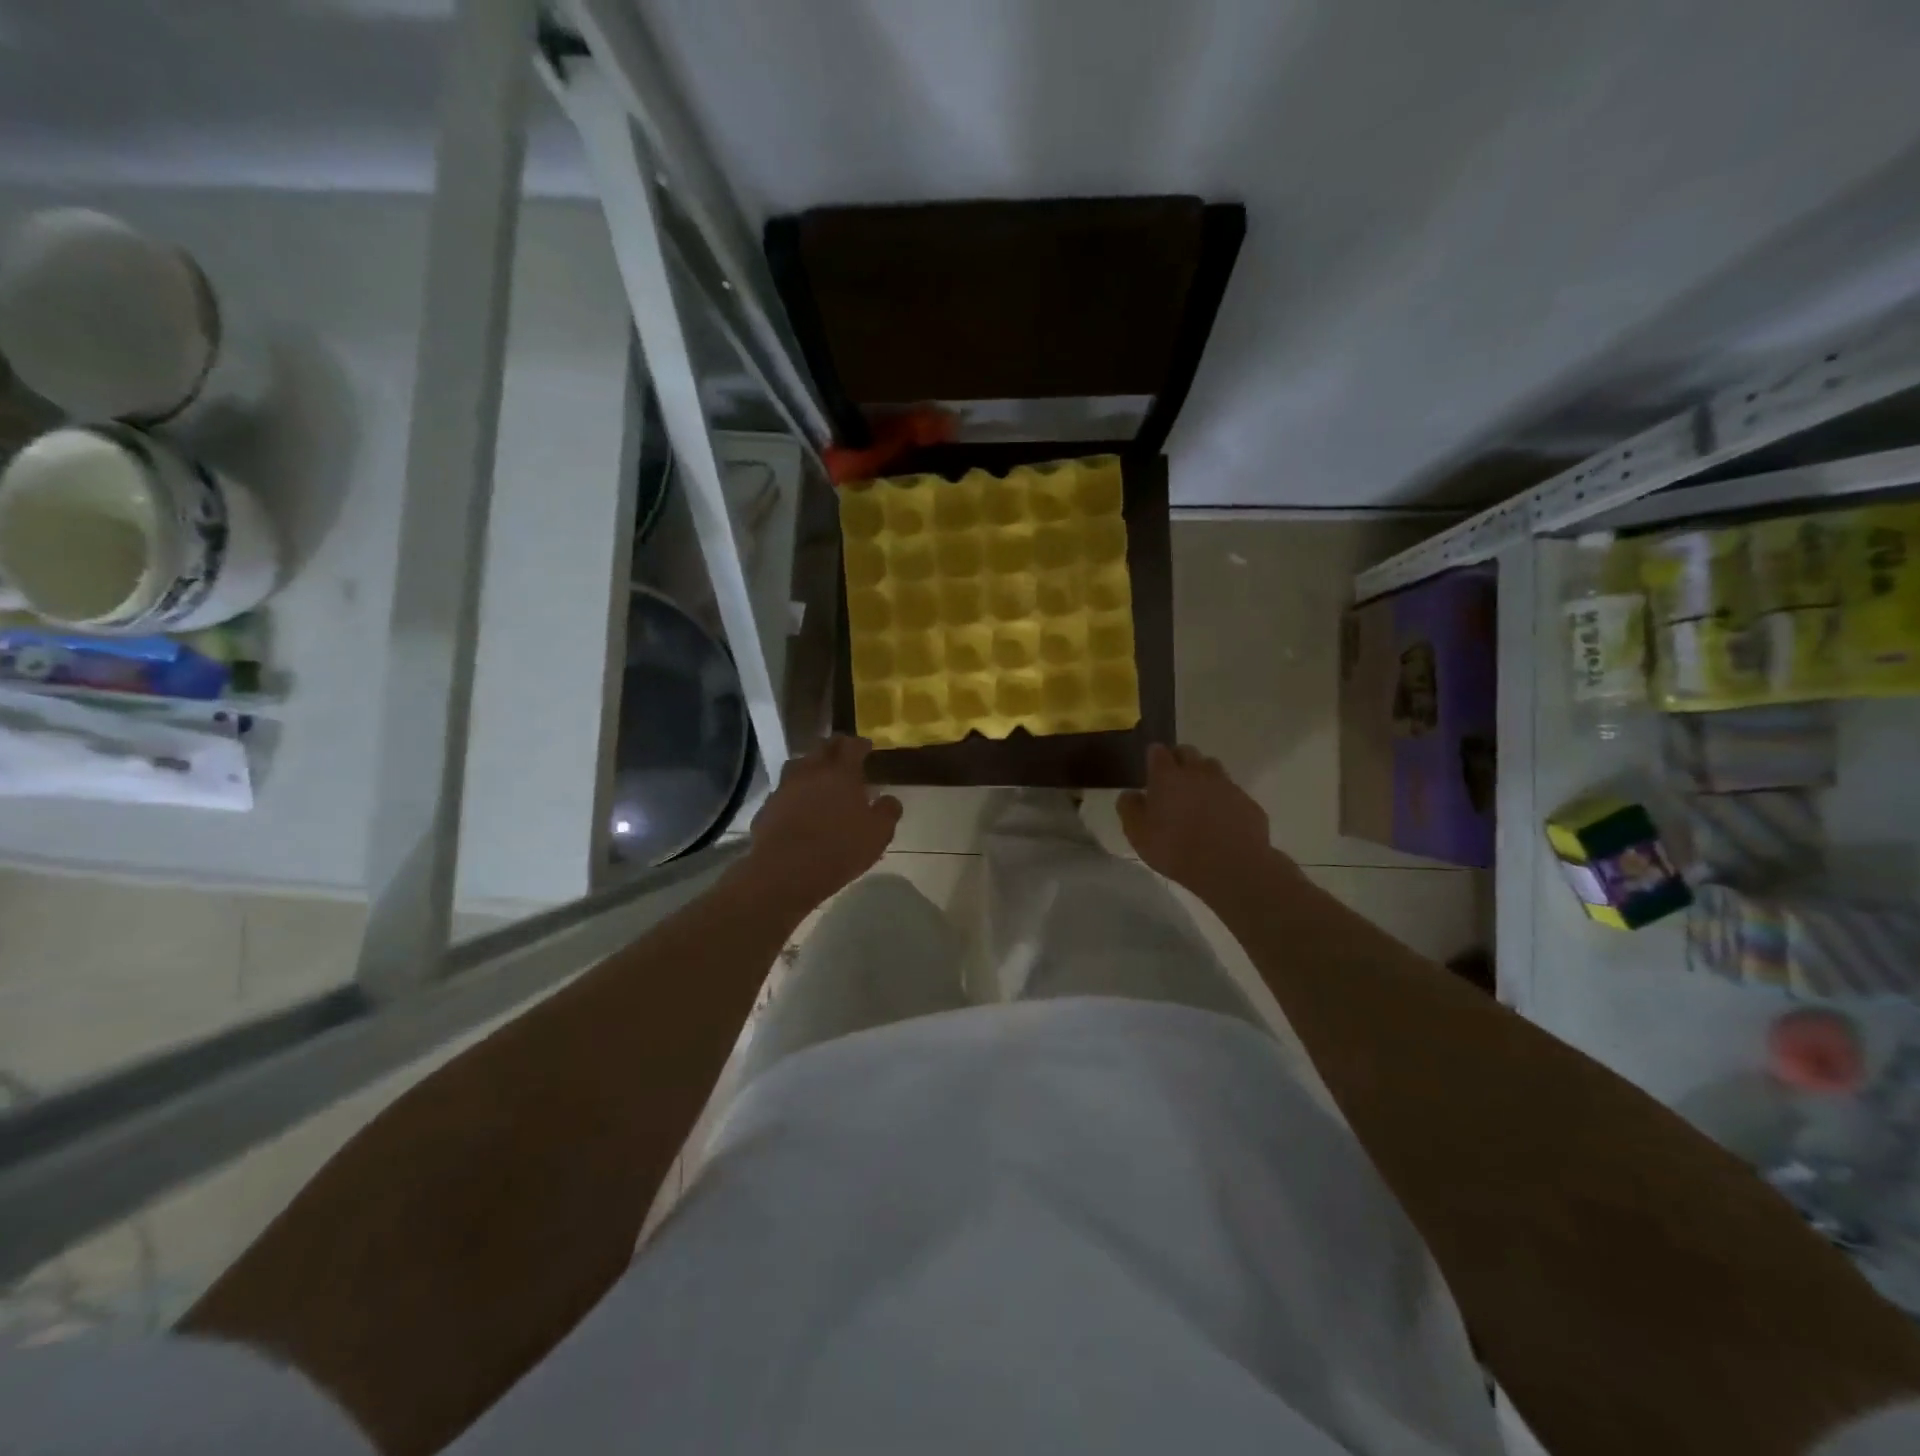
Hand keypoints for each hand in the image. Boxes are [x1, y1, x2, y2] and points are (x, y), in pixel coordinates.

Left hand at [741, 735, 901, 912]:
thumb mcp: (878, 834)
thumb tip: (889, 799)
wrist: (786, 871)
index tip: (866, 746)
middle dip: (835, 747)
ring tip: (818, 776)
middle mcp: (811, 772)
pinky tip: (797, 805)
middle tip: (843, 754)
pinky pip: (783, 791)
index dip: (860, 744)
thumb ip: (887, 811)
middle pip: (822, 748)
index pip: (851, 746)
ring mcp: (785, 787)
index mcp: (841, 773)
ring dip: (810, 766)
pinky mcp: (767, 807)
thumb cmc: (839, 849)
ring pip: (798, 765)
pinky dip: (793, 792)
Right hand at [1118, 743, 1295, 902]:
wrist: (1231, 866)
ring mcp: (1226, 784)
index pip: (1157, 751)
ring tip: (1197, 799)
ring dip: (1203, 776)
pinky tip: (1220, 820)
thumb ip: (1129, 809)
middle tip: (1172, 783)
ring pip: (1212, 768)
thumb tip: (1130, 794)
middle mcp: (1197, 772)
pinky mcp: (1247, 801)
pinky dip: (1223, 799)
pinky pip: (1231, 792)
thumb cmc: (1176, 849)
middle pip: (1187, 752)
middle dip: (1178, 761)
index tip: (1151, 771)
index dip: (1153, 758)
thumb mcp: (1138, 834)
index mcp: (1167, 776)